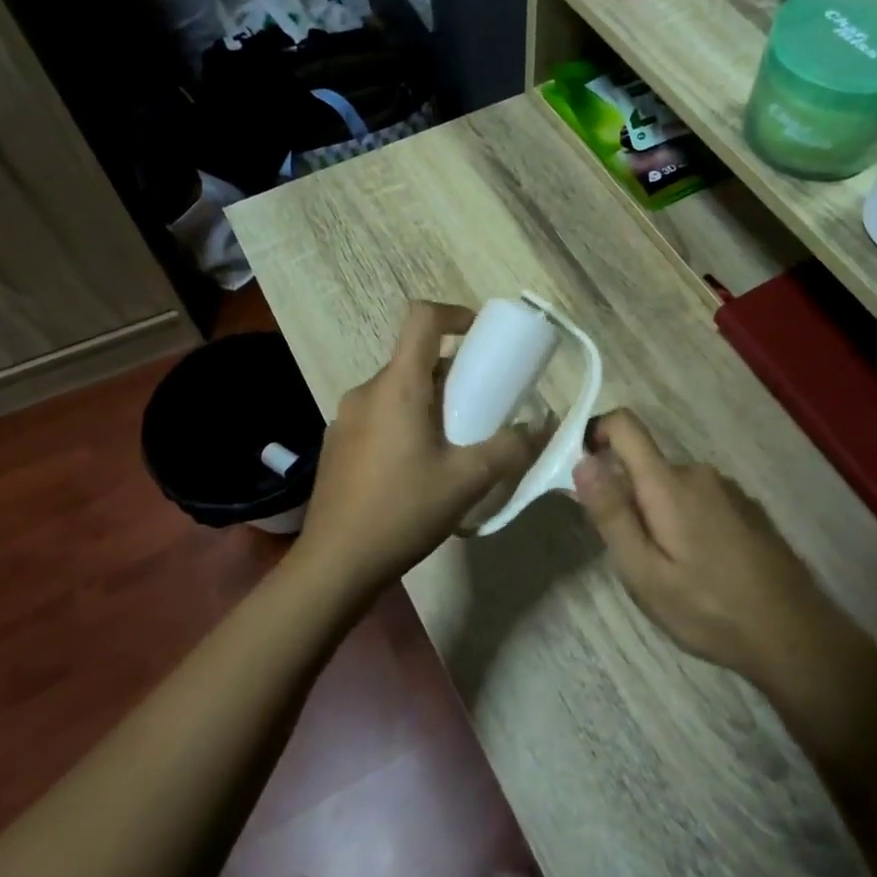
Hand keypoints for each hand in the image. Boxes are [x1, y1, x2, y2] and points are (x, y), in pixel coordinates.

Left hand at [297, 301, 541, 589]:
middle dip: (452, 373)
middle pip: (413, 359)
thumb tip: (541, 425)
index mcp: (397, 386)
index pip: (421, 318)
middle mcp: (367, 391)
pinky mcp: (337, 444)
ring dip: (429, 401)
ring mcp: (346, 418)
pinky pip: (379, 415)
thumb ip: (509, 448)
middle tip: (481, 405)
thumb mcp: (467, 480)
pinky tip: (417, 468)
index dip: (455, 314)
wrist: (336, 563)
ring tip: (454, 442)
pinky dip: (405, 422)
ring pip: (397, 390)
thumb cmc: (403, 510)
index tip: (481, 336)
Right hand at [571, 409, 846, 694]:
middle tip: (635, 557)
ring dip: (660, 515)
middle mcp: (698, 473)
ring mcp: (728, 489)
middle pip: (646, 466)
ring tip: (672, 571)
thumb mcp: (645, 574)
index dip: (596, 434)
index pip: (625, 426)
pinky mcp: (747, 508)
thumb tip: (583, 462)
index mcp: (668, 484)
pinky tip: (705, 569)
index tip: (584, 472)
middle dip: (629, 499)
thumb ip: (612, 515)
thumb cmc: (710, 609)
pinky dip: (688, 523)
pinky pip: (700, 501)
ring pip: (672, 488)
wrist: (796, 636)